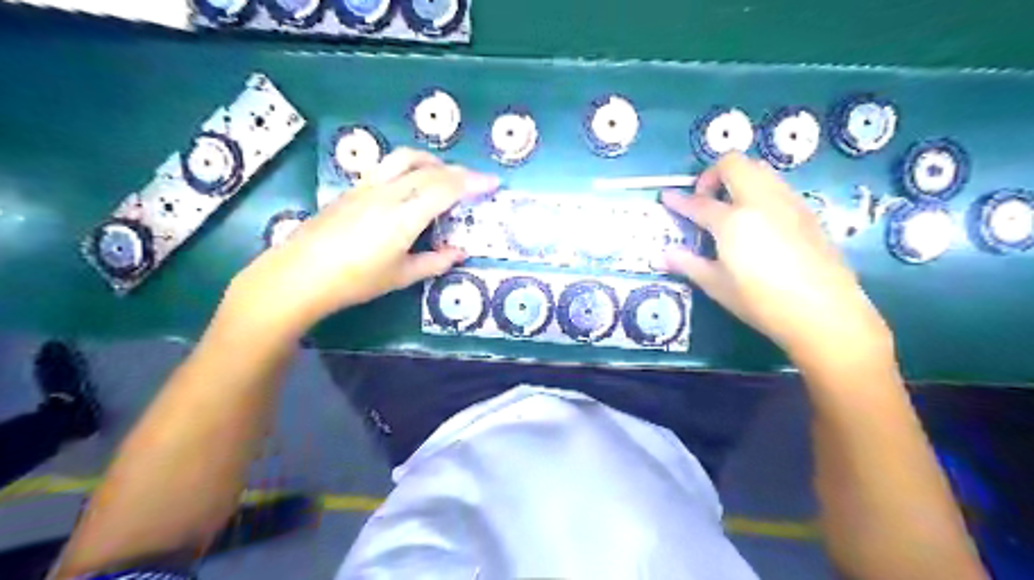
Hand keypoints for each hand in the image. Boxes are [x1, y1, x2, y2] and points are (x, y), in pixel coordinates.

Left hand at [227, 148, 499, 335]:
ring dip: (431, 162)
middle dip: (458, 172)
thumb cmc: (355, 280)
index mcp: (405, 215)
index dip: (473, 183)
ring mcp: (367, 186)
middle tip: (475, 183)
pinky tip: (410, 185)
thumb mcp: (401, 276)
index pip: (446, 188)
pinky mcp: (353, 188)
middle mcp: (388, 192)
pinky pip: (388, 167)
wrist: (300, 274)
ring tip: (443, 176)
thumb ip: (434, 262)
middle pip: (430, 170)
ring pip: (405, 159)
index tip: (493, 183)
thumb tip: (459, 253)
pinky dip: (410, 168)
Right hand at [662, 152, 888, 363]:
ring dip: (738, 178)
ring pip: (760, 169)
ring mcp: (788, 202)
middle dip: (712, 174)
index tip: (666, 198)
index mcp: (733, 220)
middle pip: (733, 164)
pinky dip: (760, 190)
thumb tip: (660, 256)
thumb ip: (687, 264)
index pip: (699, 203)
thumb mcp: (717, 285)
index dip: (679, 200)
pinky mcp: (807, 212)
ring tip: (731, 207)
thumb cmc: (762, 301)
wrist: (824, 311)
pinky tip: (759, 220)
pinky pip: (778, 185)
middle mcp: (760, 201)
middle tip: (705, 200)